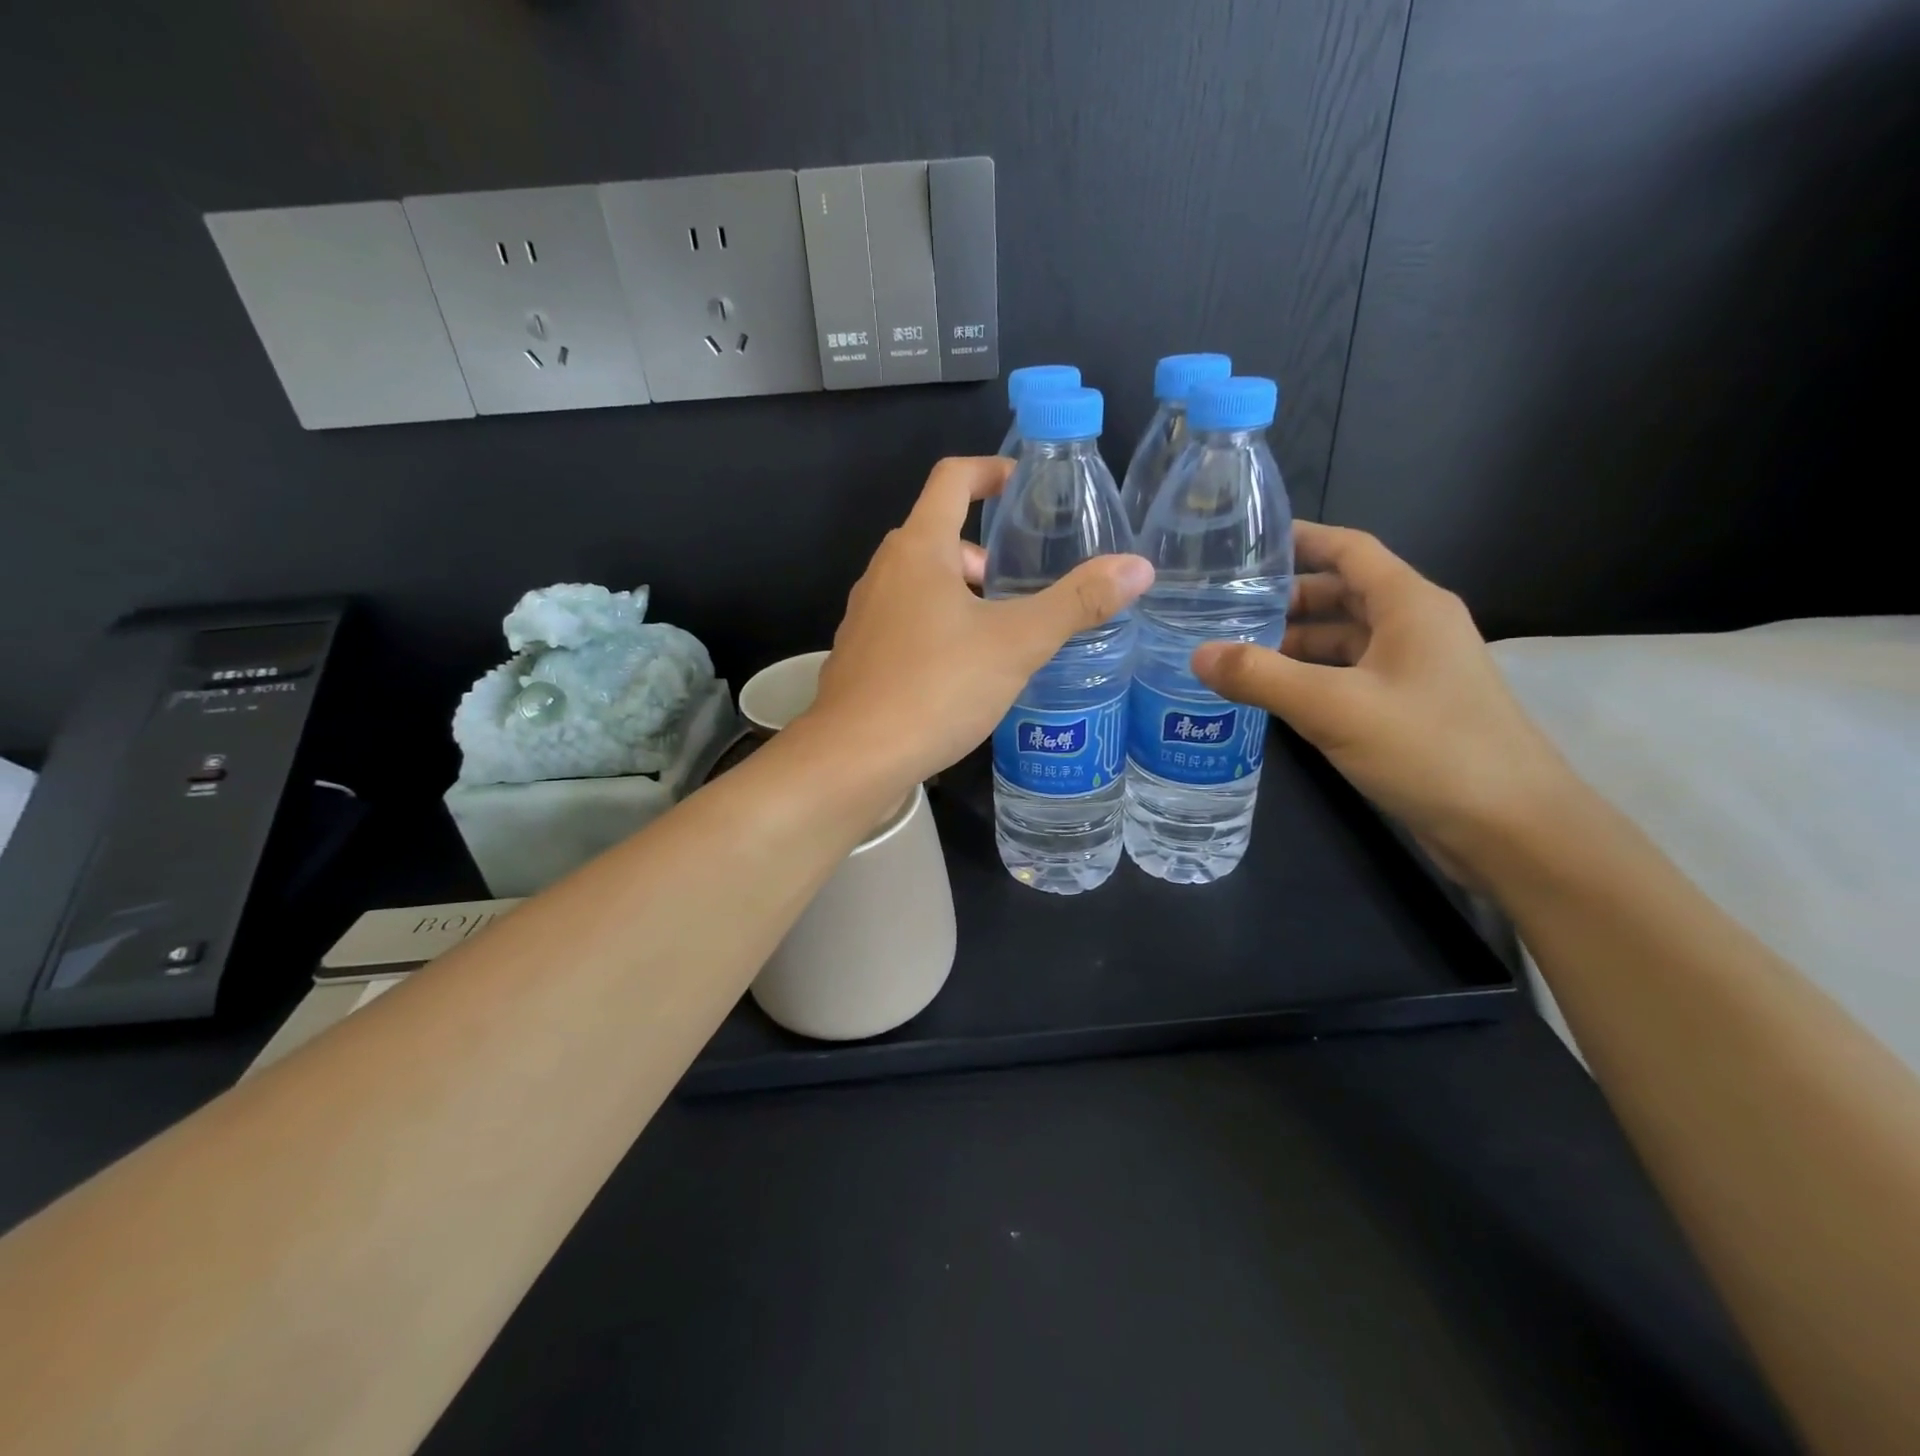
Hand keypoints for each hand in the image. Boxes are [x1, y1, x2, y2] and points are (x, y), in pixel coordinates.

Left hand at [803, 457, 1153, 791]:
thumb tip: (1139, 566)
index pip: (952, 479)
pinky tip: (959, 673)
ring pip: (919, 583)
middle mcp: (883, 572)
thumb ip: (1077, 603)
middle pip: (936, 535)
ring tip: (998, 635)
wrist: (854, 759)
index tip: (1023, 485)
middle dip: (982, 552)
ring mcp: (864, 616)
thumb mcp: (1017, 644)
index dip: (991, 470)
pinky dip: (935, 627)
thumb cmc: (936, 688)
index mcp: (918, 549)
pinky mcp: (859, 656)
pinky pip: (903, 622)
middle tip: (1019, 587)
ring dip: (960, 593)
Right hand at [1191, 521, 1575, 877]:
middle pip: (1340, 594)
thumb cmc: (1430, 748)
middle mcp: (1413, 627)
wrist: (1510, 828)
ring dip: (1292, 642)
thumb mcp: (1334, 707)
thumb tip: (1197, 654)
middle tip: (1219, 607)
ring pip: (1342, 639)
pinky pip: (1347, 675)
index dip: (1300, 539)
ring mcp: (1412, 670)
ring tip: (1232, 650)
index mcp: (1409, 604)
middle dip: (1283, 597)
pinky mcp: (1406, 708)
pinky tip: (1270, 693)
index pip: (1349, 549)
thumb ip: (1261, 677)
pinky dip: (1308, 676)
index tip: (1245, 541)